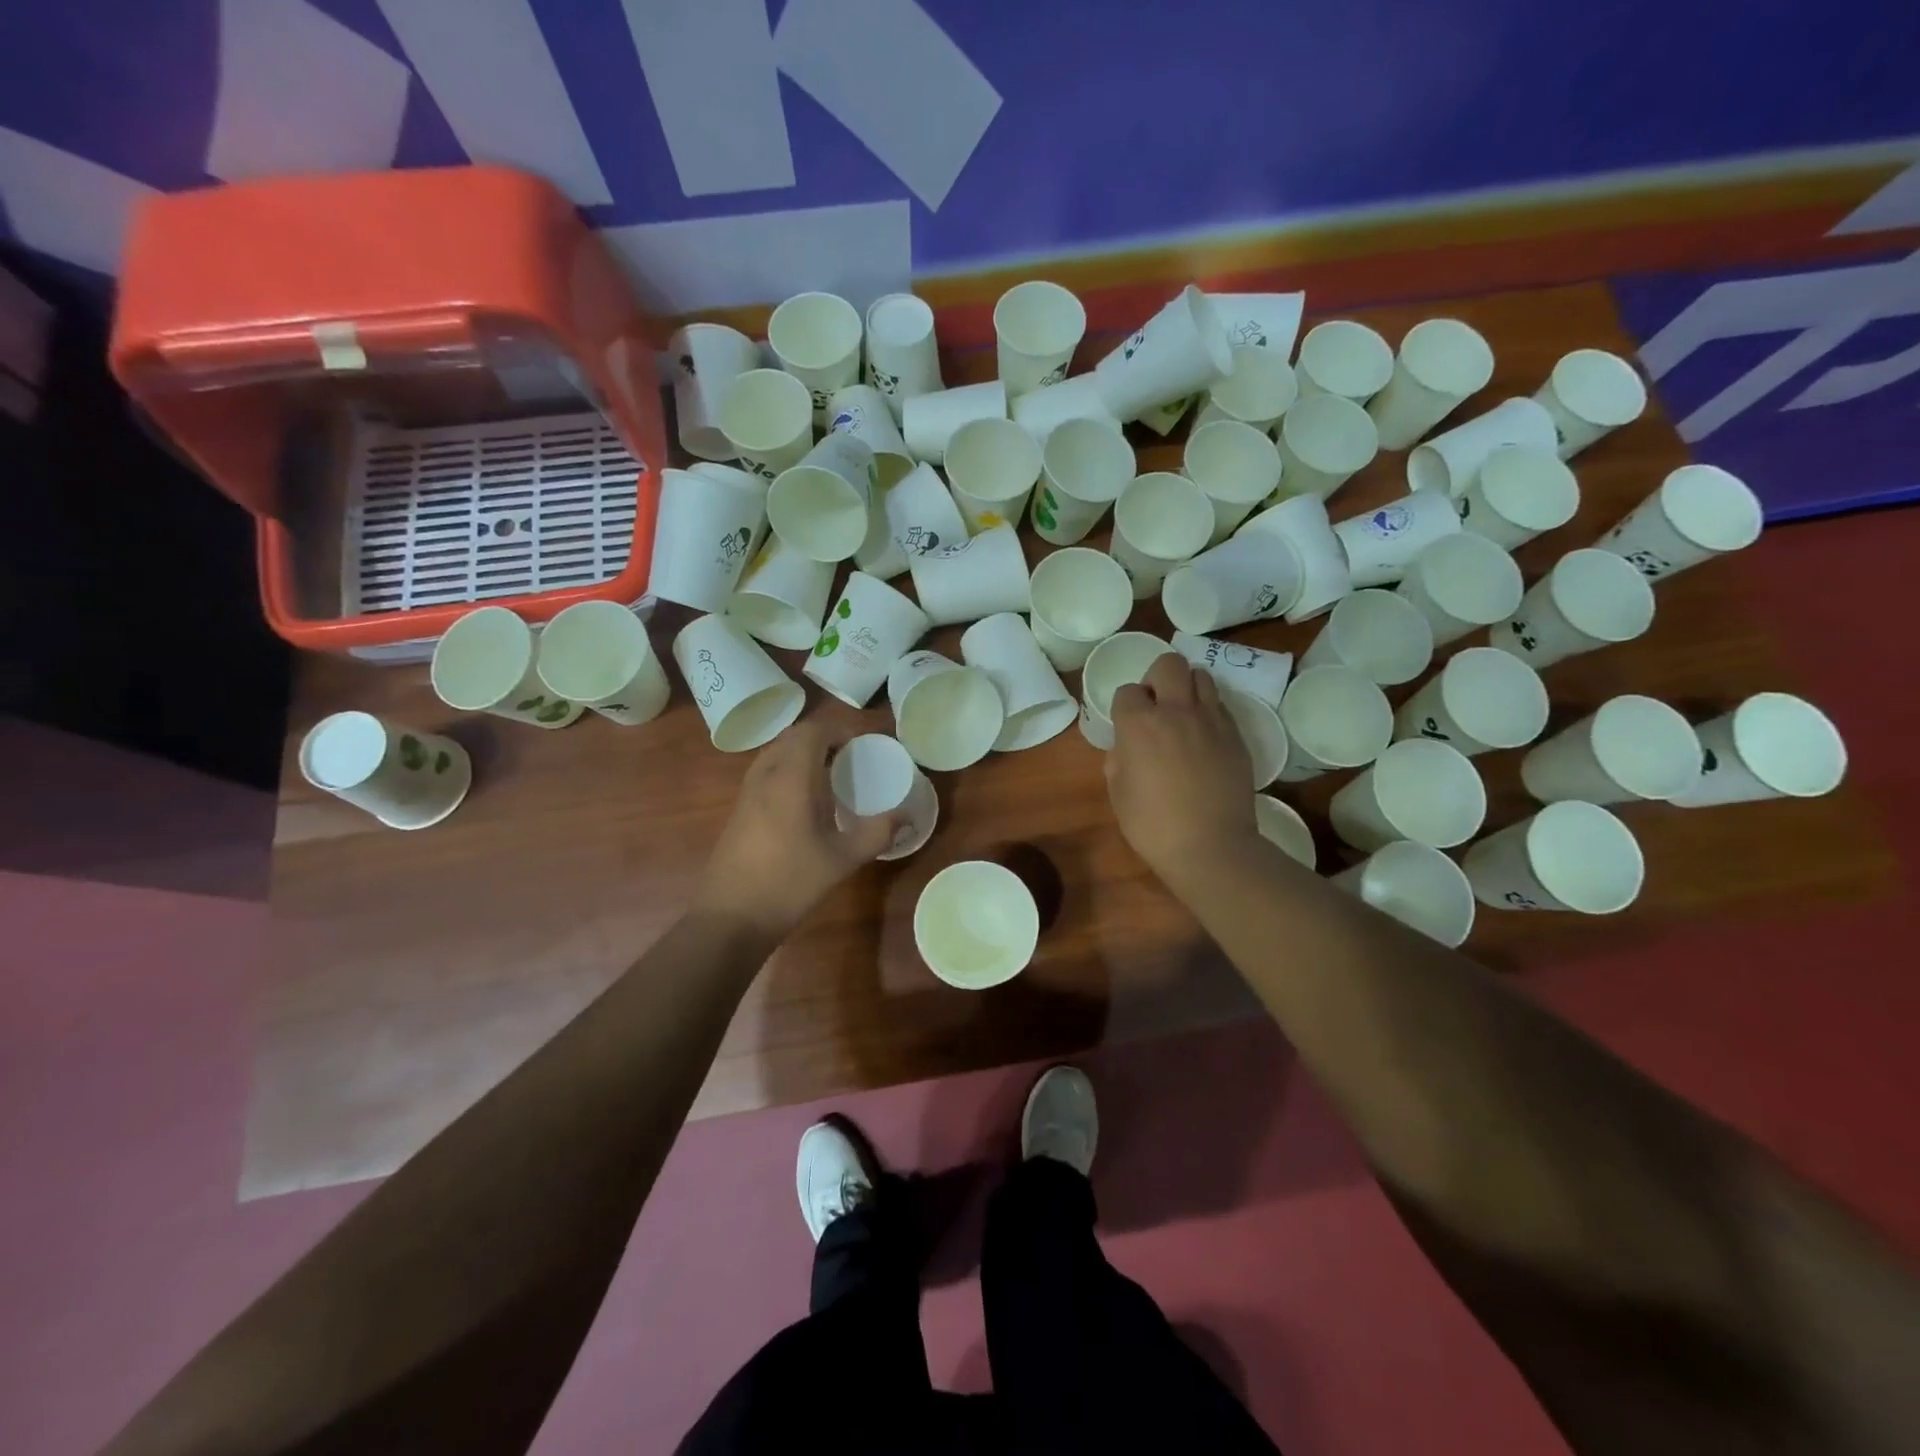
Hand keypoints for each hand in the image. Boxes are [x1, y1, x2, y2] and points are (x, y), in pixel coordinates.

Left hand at [692, 723, 904, 939]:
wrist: (730, 918)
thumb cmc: (789, 883)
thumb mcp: (842, 860)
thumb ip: (878, 833)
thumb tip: (907, 816)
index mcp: (790, 777)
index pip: (813, 730)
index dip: (840, 730)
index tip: (864, 744)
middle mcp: (765, 775)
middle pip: (793, 737)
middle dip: (823, 738)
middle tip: (851, 758)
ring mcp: (747, 792)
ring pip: (777, 753)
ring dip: (804, 754)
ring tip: (832, 776)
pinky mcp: (739, 810)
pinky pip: (767, 772)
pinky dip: (789, 771)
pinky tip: (806, 803)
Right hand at [1106, 655, 1257, 890]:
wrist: (1211, 846)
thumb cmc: (1153, 825)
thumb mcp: (1118, 794)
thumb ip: (1118, 760)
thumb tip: (1127, 748)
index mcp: (1139, 725)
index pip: (1127, 691)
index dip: (1125, 707)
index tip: (1127, 727)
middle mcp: (1176, 711)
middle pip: (1169, 664)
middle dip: (1157, 678)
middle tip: (1156, 707)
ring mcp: (1211, 720)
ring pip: (1201, 676)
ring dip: (1187, 689)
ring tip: (1183, 716)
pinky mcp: (1235, 735)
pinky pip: (1220, 706)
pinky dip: (1208, 712)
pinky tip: (1204, 737)